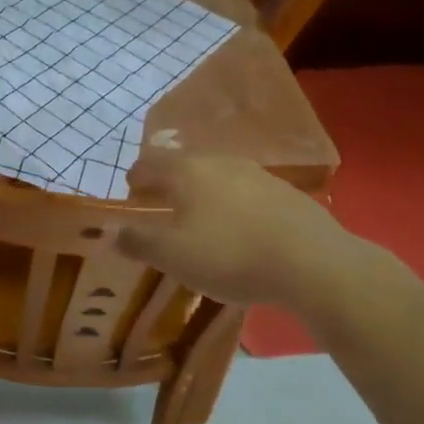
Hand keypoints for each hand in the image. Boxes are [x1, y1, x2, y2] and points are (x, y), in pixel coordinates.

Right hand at [117, 150, 387, 316]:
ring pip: (217, 176)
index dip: (136, 178)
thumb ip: (138, 241)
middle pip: (184, 165)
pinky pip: (246, 192)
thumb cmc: (230, 254)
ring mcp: (256, 174)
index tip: (131, 195)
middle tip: (161, 207)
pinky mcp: (285, 193)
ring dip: (202, 193)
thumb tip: (111, 231)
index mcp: (186, 170)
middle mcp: (219, 162)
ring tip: (199, 219)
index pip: (150, 163)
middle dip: (169, 183)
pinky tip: (239, 229)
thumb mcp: (173, 256)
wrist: (312, 262)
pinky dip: (232, 205)